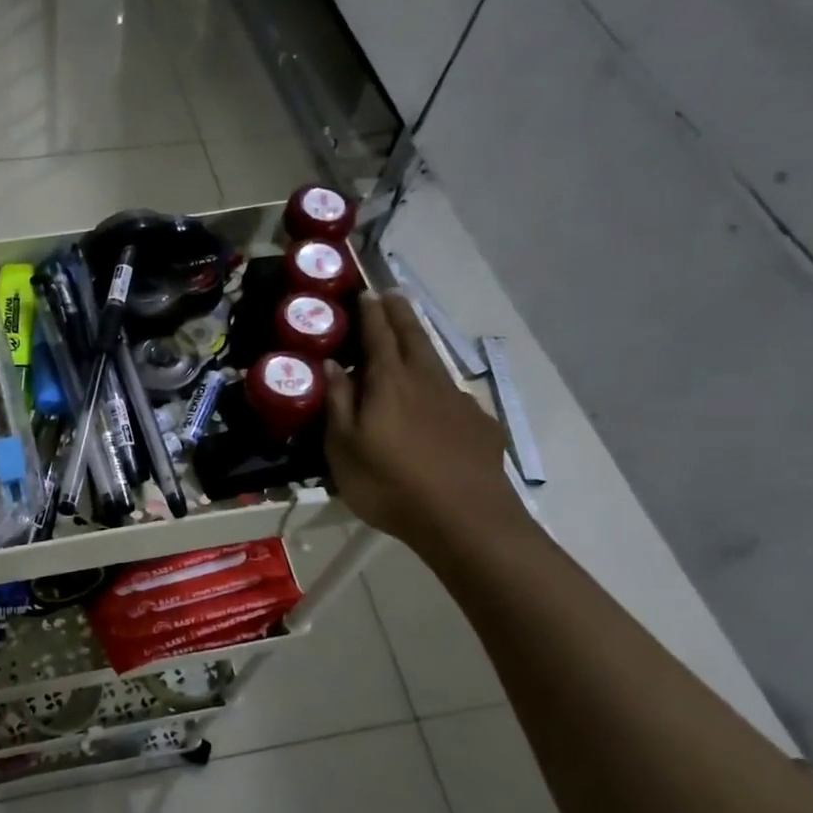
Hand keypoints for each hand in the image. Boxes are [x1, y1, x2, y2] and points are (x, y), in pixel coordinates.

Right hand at [323, 293, 529, 562]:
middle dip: (400, 314)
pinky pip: (454, 396)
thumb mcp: (344, 448)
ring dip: (421, 345)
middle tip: (392, 296)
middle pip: (414, 337)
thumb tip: (333, 366)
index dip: (371, 313)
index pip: (378, 335)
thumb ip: (338, 403)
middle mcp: (426, 381)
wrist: (465, 520)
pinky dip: (439, 388)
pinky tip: (437, 404)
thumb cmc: (390, 484)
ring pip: (436, 363)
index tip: (366, 293)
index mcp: (390, 382)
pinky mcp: (480, 425)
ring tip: (412, 340)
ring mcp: (458, 401)